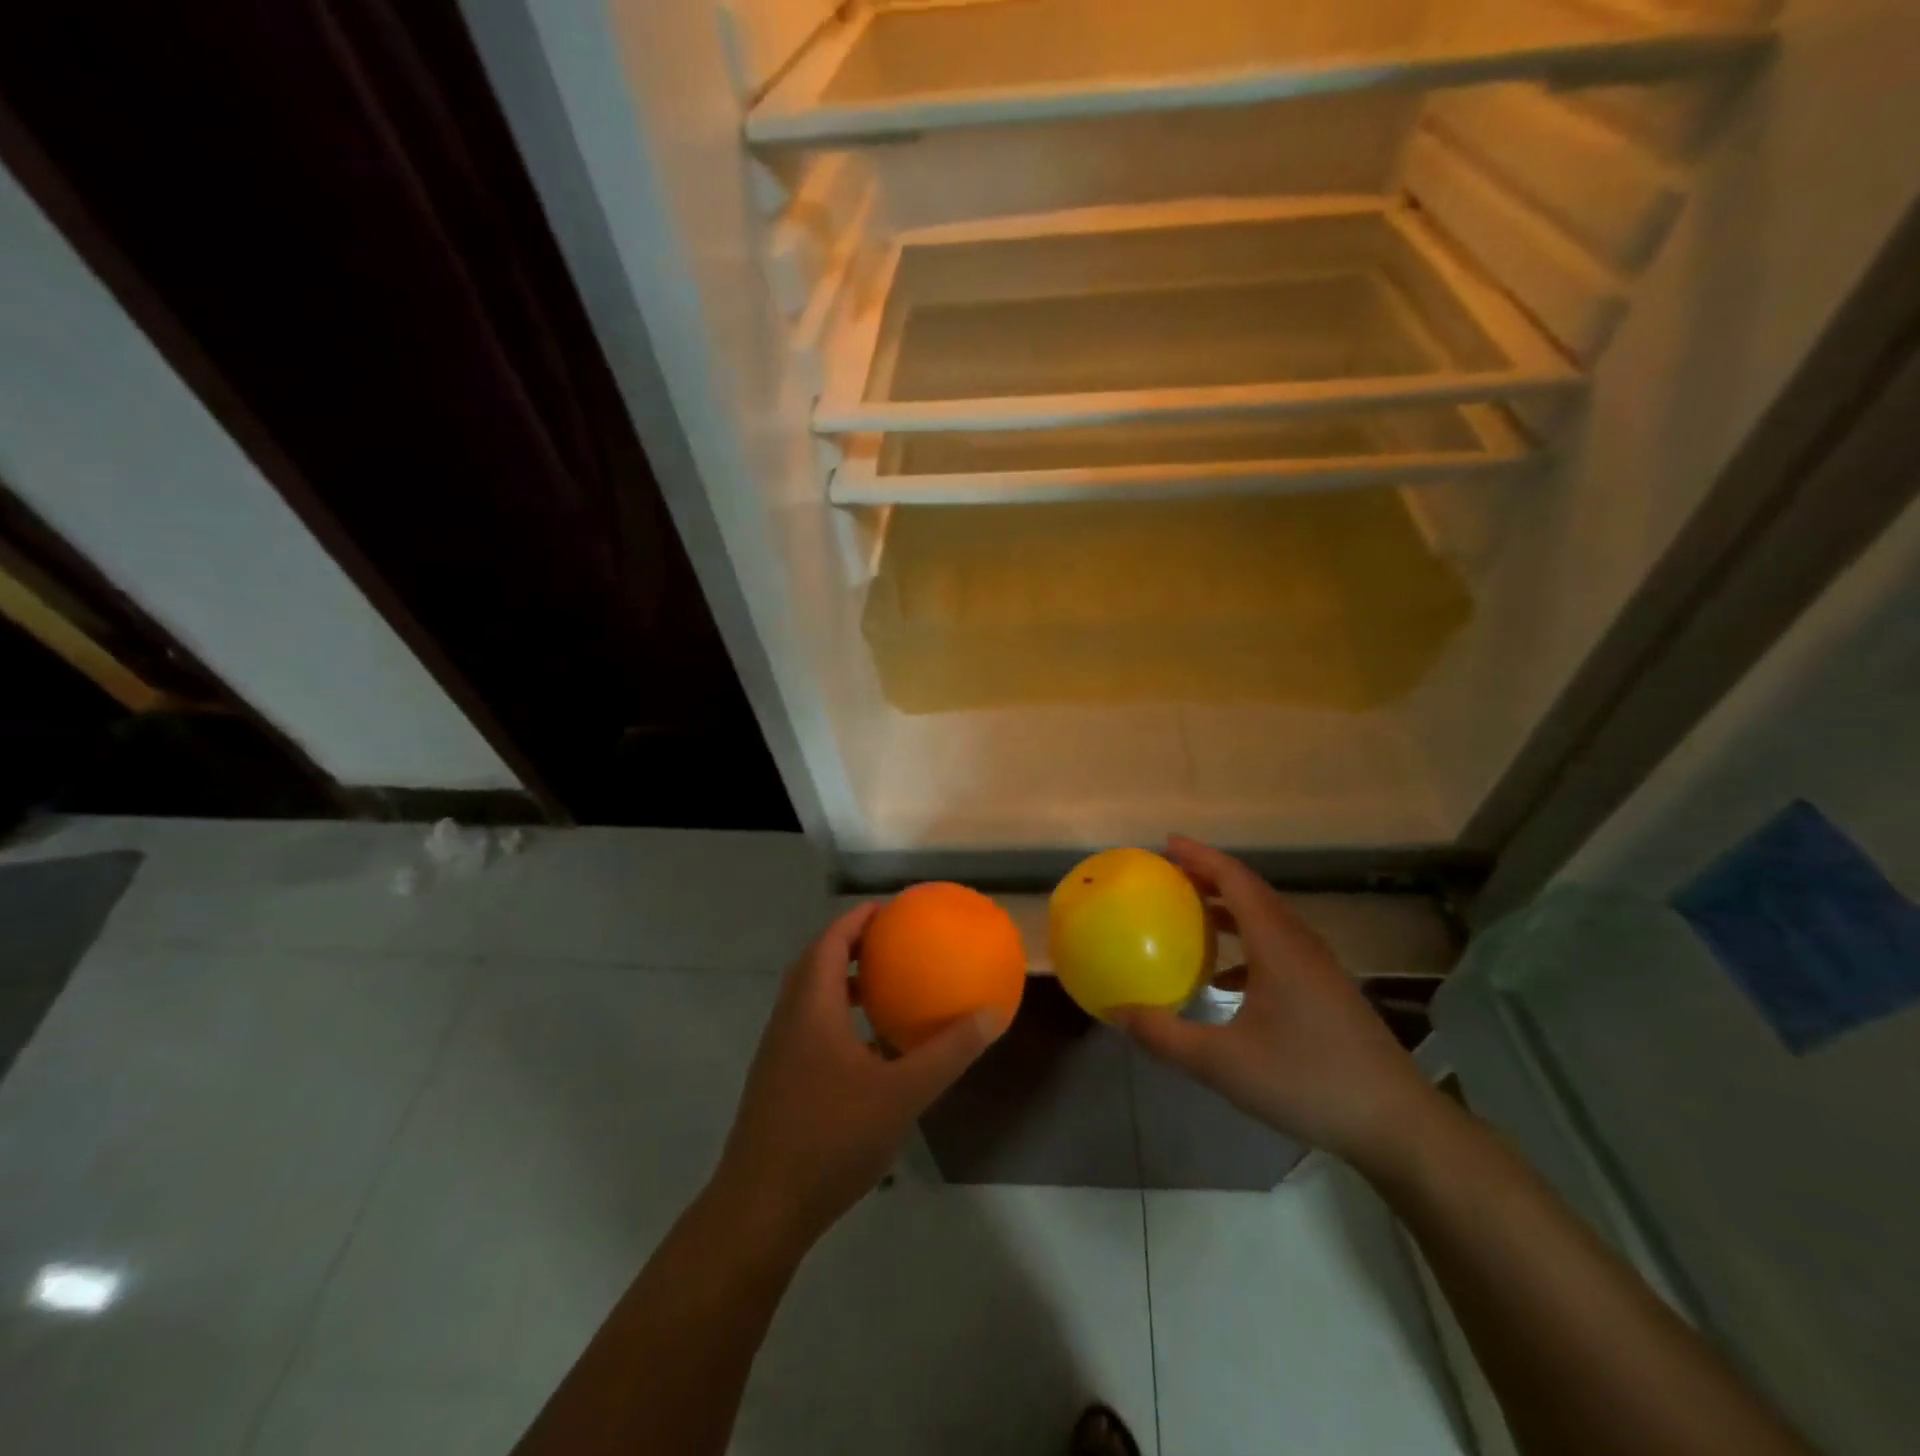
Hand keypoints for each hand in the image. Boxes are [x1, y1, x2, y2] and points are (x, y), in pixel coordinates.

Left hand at [708, 902, 1006, 1253]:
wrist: (760, 1209)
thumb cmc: (830, 1138)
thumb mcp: (901, 1094)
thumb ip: (948, 1052)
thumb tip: (992, 1013)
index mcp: (812, 1006)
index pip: (831, 941)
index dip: (858, 918)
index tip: (892, 909)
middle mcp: (790, 1018)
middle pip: (817, 962)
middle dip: (852, 944)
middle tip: (892, 941)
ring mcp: (779, 1052)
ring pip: (810, 997)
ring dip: (843, 982)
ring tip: (885, 987)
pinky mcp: (777, 1081)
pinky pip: (809, 1027)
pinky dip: (838, 1017)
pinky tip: (870, 1050)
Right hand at [1111, 836, 1442, 1172]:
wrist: (1395, 1123)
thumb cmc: (1307, 1081)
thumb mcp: (1223, 1064)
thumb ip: (1165, 1036)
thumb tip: (1117, 1013)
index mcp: (1277, 944)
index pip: (1235, 880)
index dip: (1200, 856)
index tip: (1165, 844)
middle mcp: (1299, 943)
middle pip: (1251, 891)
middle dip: (1209, 876)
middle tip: (1168, 875)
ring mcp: (1318, 966)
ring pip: (1266, 918)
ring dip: (1228, 909)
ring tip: (1190, 915)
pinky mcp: (1326, 989)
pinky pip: (1278, 946)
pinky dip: (1245, 945)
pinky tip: (1223, 980)